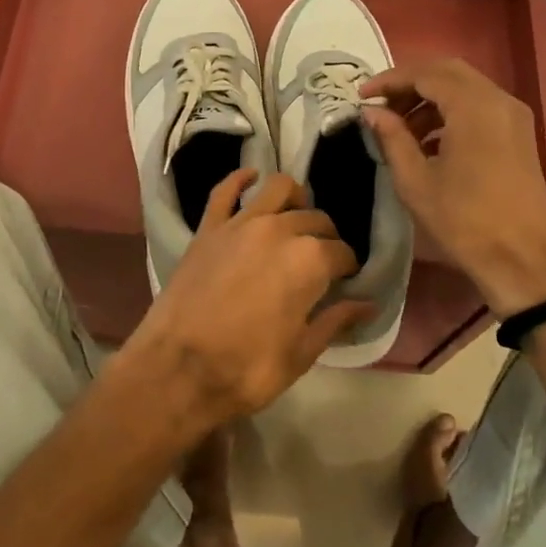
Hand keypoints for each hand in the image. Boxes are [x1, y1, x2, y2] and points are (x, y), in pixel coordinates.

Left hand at [119, 170, 371, 434]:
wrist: (177, 369)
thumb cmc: (247, 368)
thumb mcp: (301, 352)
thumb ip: (336, 320)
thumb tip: (368, 304)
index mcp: (310, 260)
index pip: (342, 252)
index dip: (347, 268)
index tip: (344, 281)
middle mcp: (280, 229)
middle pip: (316, 219)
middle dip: (326, 237)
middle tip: (321, 261)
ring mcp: (240, 223)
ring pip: (278, 189)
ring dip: (295, 199)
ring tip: (296, 217)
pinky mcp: (208, 228)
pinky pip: (225, 190)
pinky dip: (240, 179)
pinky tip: (250, 177)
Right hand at [362, 58, 545, 316]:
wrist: (520, 260)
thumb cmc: (463, 222)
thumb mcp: (415, 180)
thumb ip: (391, 137)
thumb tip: (371, 111)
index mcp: (473, 107)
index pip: (425, 74)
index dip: (389, 80)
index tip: (362, 95)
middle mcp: (499, 100)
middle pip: (448, 72)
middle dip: (410, 83)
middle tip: (381, 105)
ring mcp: (514, 116)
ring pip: (466, 87)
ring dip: (431, 98)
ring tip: (401, 127)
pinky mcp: (520, 134)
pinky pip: (481, 106)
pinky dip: (452, 111)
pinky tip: (430, 141)